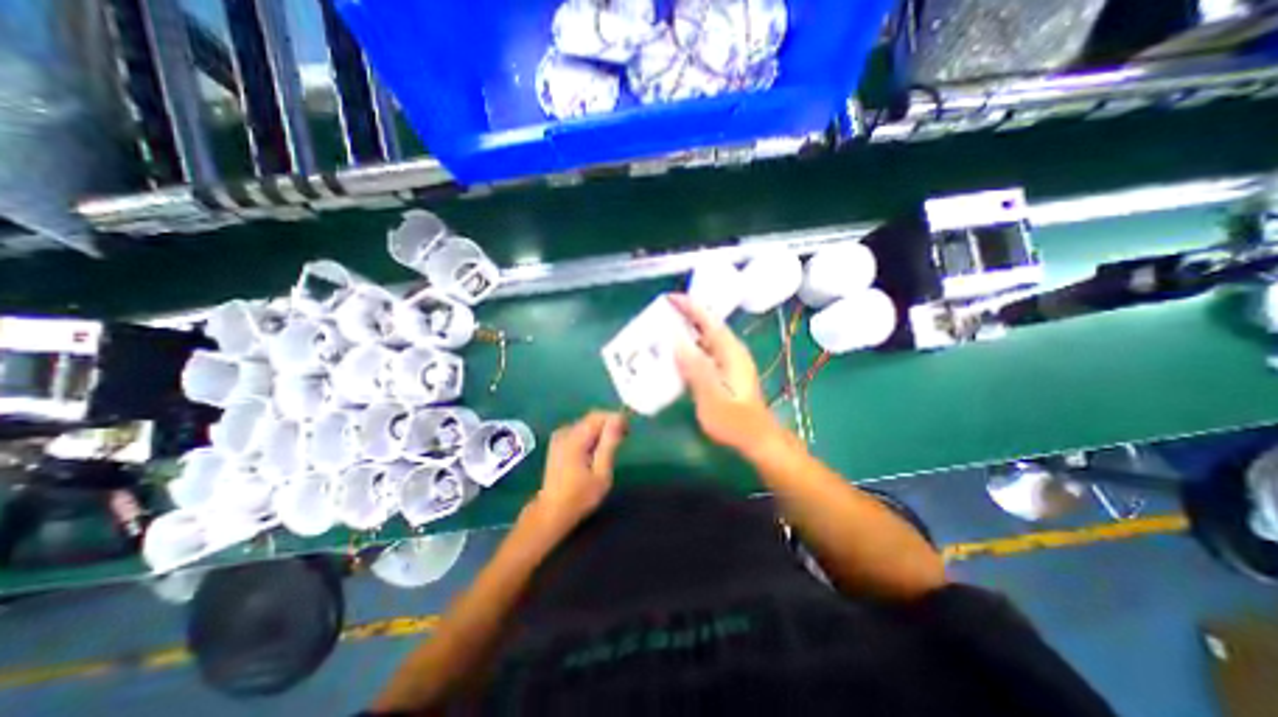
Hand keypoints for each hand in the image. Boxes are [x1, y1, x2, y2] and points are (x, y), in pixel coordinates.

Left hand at [533, 409, 626, 532]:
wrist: (552, 512)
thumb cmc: (580, 497)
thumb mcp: (601, 473)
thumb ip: (609, 444)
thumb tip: (618, 419)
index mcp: (574, 439)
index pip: (599, 416)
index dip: (616, 419)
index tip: (627, 433)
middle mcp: (565, 432)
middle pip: (592, 418)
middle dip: (609, 425)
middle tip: (621, 441)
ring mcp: (559, 437)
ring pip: (586, 424)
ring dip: (600, 431)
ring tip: (609, 449)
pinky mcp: (558, 443)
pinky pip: (579, 431)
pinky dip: (591, 436)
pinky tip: (595, 452)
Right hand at [665, 295, 785, 455]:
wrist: (756, 439)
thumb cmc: (735, 421)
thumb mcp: (712, 396)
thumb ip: (695, 368)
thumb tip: (676, 341)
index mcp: (730, 352)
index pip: (709, 320)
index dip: (690, 306)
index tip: (670, 298)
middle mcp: (732, 351)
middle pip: (707, 326)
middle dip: (686, 316)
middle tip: (661, 312)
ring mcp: (730, 362)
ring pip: (706, 339)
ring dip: (687, 331)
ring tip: (663, 329)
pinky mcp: (726, 372)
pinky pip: (705, 352)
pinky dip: (691, 347)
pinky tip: (676, 354)